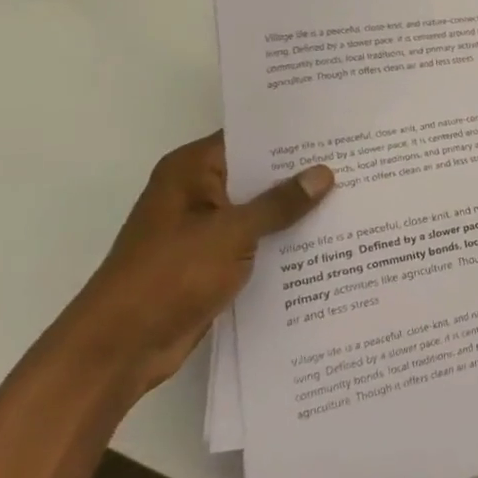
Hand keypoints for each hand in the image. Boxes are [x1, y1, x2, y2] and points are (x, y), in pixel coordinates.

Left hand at [47, 133, 333, 397]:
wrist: (120, 348)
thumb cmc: (169, 276)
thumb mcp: (231, 233)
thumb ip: (280, 203)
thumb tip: (324, 173)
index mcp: (192, 171)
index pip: (249, 137)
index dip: (292, 134)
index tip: (338, 129)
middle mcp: (198, 192)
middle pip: (259, 173)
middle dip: (303, 172)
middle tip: (358, 161)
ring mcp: (206, 228)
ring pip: (261, 208)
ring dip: (297, 209)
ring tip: (355, 195)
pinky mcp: (214, 260)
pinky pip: (258, 239)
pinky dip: (284, 239)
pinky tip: (328, 238)